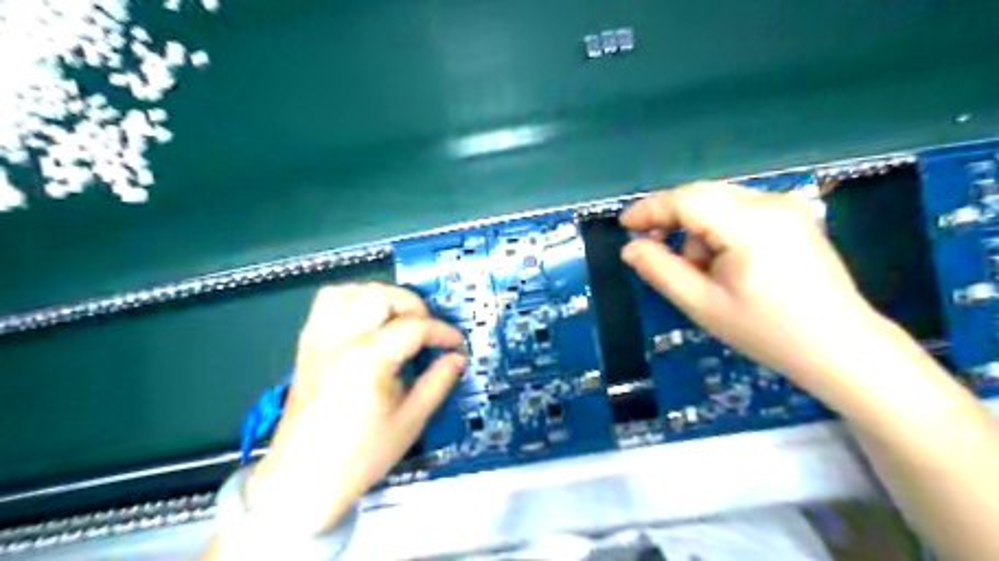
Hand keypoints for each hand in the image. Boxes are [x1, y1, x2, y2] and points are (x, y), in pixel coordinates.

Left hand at [246, 284, 464, 537]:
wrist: (302, 481)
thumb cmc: (361, 456)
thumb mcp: (410, 421)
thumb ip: (437, 383)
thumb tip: (456, 358)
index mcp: (367, 360)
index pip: (414, 327)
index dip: (442, 332)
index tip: (457, 344)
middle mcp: (340, 340)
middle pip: (381, 296)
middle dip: (413, 306)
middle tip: (427, 331)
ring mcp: (319, 339)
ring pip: (351, 291)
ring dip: (382, 298)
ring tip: (398, 320)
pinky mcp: (307, 345)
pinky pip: (327, 303)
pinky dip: (353, 300)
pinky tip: (367, 321)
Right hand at [623, 184, 885, 393]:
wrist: (840, 347)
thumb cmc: (766, 331)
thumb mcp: (702, 304)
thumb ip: (660, 270)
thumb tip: (631, 248)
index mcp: (748, 223)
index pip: (686, 200)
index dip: (650, 209)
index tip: (624, 225)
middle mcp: (769, 202)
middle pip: (702, 196)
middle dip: (672, 221)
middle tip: (651, 249)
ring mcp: (786, 207)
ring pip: (719, 203)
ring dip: (697, 230)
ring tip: (700, 272)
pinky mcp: (794, 218)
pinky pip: (740, 212)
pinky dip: (719, 231)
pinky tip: (723, 263)